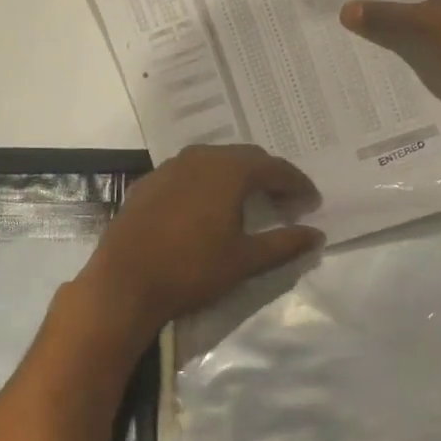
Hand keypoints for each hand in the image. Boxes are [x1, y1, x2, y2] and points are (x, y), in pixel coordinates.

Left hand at [78, 145, 321, 337]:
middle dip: (269, 176)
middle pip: (245, 158)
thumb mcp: (245, 260)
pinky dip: (207, 183)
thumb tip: (317, 235)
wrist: (124, 282)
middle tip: (285, 201)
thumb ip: (284, 243)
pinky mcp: (148, 182)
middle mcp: (200, 157)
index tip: (312, 202)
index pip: (274, 168)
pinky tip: (208, 207)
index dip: (297, 184)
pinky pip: (188, 173)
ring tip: (250, 202)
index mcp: (229, 170)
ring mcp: (170, 167)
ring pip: (215, 161)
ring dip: (238, 177)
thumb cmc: (192, 269)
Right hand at [341, 0, 440, 110]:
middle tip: (328, 21)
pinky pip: (427, 45)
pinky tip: (374, 67)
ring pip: (414, 23)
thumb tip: (345, 9)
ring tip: (341, 46)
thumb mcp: (429, 22)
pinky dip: (407, 54)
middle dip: (373, 9)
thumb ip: (386, 17)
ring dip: (389, 35)